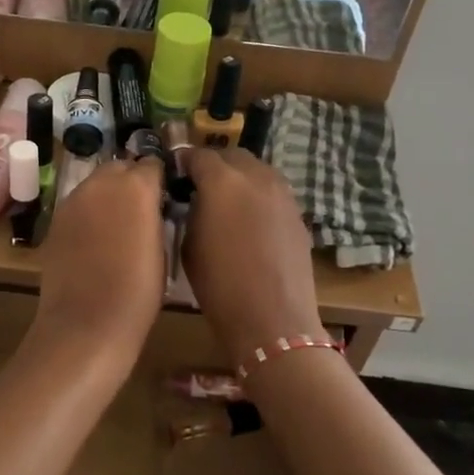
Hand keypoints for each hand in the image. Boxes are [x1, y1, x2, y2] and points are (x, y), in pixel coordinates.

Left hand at [32, 157, 166, 367]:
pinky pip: (78, 206)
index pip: (152, 164)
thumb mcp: (162, 248)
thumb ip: (155, 215)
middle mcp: (102, 183)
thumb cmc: (138, 291)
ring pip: (95, 184)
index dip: (159, 180)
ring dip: (108, 195)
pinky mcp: (55, 220)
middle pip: (120, 167)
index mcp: (137, 186)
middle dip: (131, 181)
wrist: (86, 322)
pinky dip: (88, 214)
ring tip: (117, 225)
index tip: (164, 197)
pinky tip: (94, 240)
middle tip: (141, 210)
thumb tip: (152, 207)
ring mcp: (73, 200)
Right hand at [181, 149, 322, 361]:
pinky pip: (273, 191)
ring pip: (257, 170)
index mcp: (222, 181)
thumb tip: (194, 200)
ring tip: (228, 202)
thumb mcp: (189, 244)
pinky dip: (259, 196)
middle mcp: (255, 176)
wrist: (272, 319)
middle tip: (201, 187)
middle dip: (215, 165)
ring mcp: (282, 193)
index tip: (175, 176)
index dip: (183, 163)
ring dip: (240, 177)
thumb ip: (191, 211)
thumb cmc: (219, 285)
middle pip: (232, 155)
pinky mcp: (298, 213)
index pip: (197, 156)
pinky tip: (251, 221)